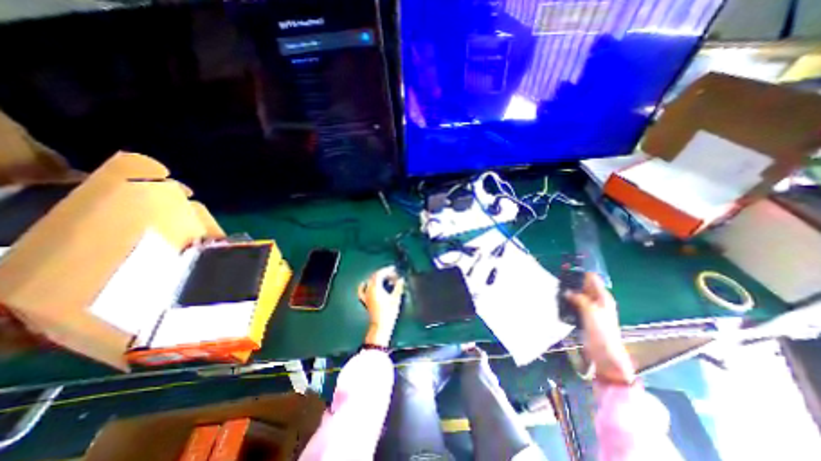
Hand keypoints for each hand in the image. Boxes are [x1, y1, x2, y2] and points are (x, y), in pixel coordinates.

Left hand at [360, 267, 402, 344]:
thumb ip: (398, 287)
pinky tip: (365, 284)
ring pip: (370, 282)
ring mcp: (366, 295)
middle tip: (393, 274)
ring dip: (377, 278)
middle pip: (374, 277)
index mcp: (375, 288)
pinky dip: (364, 285)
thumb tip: (401, 279)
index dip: (387, 270)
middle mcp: (368, 290)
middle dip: (383, 273)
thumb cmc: (389, 312)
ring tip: (385, 278)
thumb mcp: (396, 298)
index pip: (379, 274)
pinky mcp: (365, 300)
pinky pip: (362, 290)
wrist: (380, 326)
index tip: (394, 269)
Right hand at [565, 272, 634, 382]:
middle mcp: (597, 301)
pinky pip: (574, 305)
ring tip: (556, 291)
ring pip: (577, 295)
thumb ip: (579, 298)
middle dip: (572, 283)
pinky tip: (559, 302)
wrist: (604, 353)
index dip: (580, 273)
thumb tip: (566, 291)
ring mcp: (590, 309)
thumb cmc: (601, 330)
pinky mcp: (584, 317)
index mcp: (603, 297)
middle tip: (558, 282)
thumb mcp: (590, 310)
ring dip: (568, 293)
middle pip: (583, 286)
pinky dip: (567, 302)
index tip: (566, 271)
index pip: (592, 279)